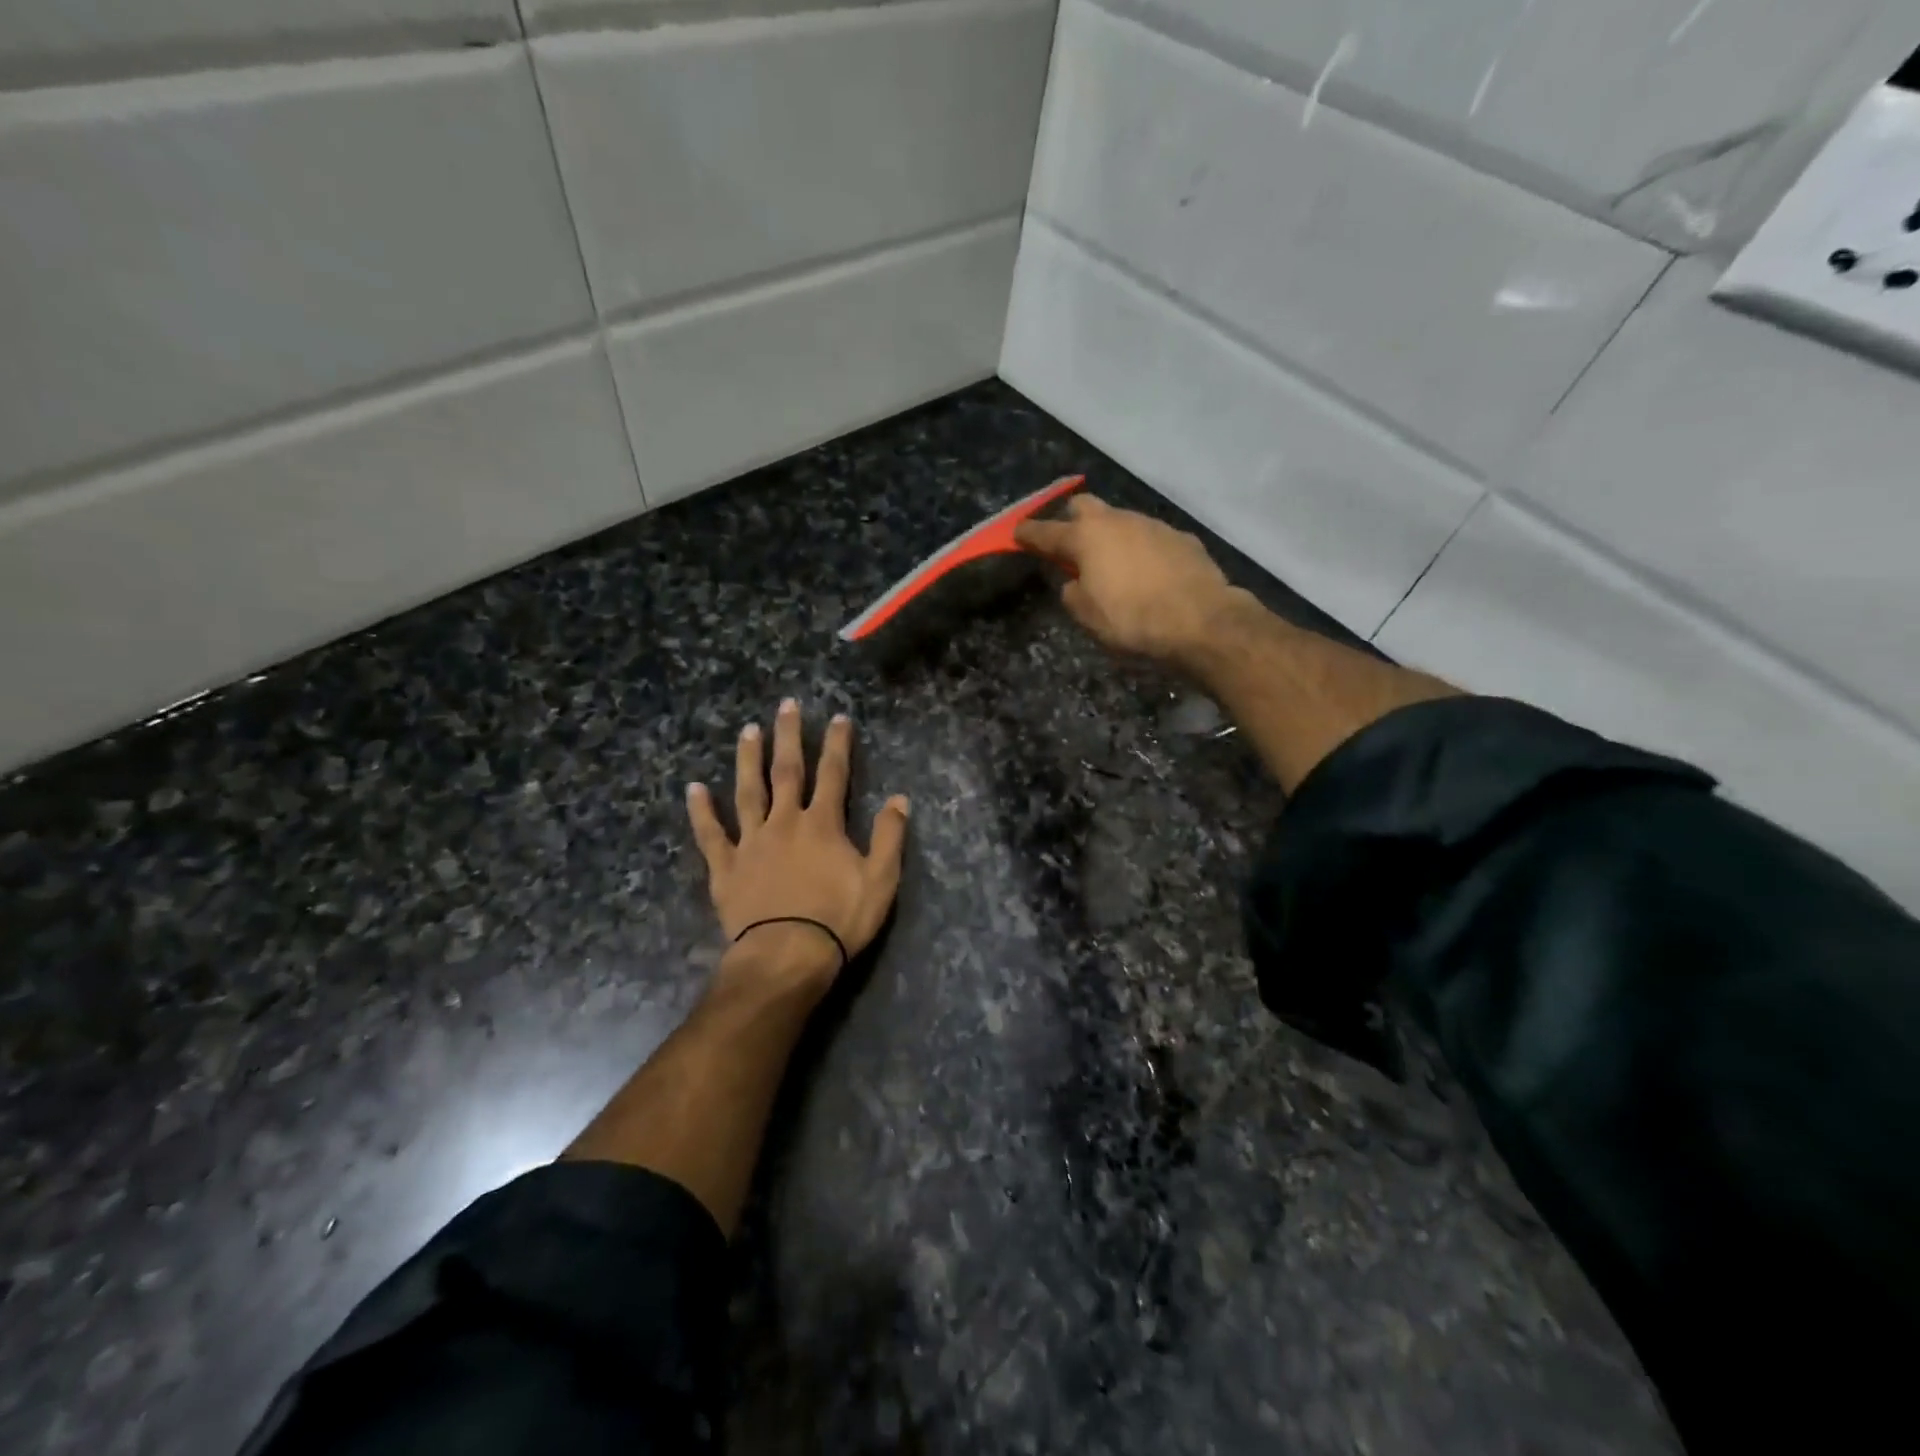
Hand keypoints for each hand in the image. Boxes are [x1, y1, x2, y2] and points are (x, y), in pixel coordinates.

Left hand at [686, 699, 910, 988]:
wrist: (787, 956)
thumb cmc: (839, 920)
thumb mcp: (880, 880)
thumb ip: (889, 837)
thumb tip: (899, 798)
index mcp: (823, 824)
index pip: (834, 774)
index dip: (838, 744)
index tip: (839, 718)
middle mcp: (785, 822)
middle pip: (787, 771)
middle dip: (789, 736)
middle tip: (786, 705)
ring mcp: (752, 842)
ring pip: (748, 792)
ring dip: (748, 760)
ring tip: (747, 731)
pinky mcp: (726, 867)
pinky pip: (711, 834)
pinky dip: (702, 811)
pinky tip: (694, 788)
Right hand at [1015, 495, 1238, 666]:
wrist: (1201, 620)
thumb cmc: (1132, 619)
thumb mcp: (1088, 616)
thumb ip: (1072, 593)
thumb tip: (1074, 583)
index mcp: (1086, 538)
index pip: (1046, 531)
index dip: (1028, 533)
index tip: (1016, 532)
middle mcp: (1117, 521)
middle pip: (1084, 506)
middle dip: (1070, 519)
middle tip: (1068, 542)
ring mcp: (1152, 525)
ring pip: (1120, 520)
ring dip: (1110, 535)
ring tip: (1112, 563)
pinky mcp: (1181, 537)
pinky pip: (1150, 537)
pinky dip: (1141, 550)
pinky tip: (1148, 573)